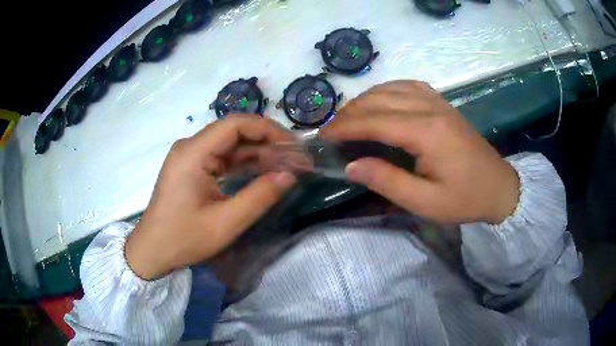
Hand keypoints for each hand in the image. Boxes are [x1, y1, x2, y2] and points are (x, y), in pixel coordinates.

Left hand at [125, 116, 296, 279]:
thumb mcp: (225, 223)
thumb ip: (259, 197)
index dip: (269, 130)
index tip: (294, 147)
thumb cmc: (183, 239)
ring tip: (287, 167)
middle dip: (268, 143)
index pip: (236, 124)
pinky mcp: (192, 167)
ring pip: (231, 145)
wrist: (152, 251)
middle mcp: (191, 146)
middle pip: (235, 132)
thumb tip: (290, 175)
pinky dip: (244, 164)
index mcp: (193, 153)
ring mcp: (191, 156)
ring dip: (259, 154)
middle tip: (296, 160)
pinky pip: (223, 158)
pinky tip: (264, 173)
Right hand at [321, 81, 519, 224]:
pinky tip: (381, 100)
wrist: (498, 188)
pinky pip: (409, 86)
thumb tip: (350, 165)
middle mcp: (430, 108)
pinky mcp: (443, 104)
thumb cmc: (464, 199)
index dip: (345, 127)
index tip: (323, 136)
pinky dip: (387, 90)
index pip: (375, 121)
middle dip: (350, 112)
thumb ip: (386, 181)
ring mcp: (438, 102)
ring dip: (366, 99)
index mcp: (427, 132)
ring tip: (349, 116)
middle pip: (380, 99)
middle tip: (331, 130)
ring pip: (392, 88)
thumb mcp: (425, 202)